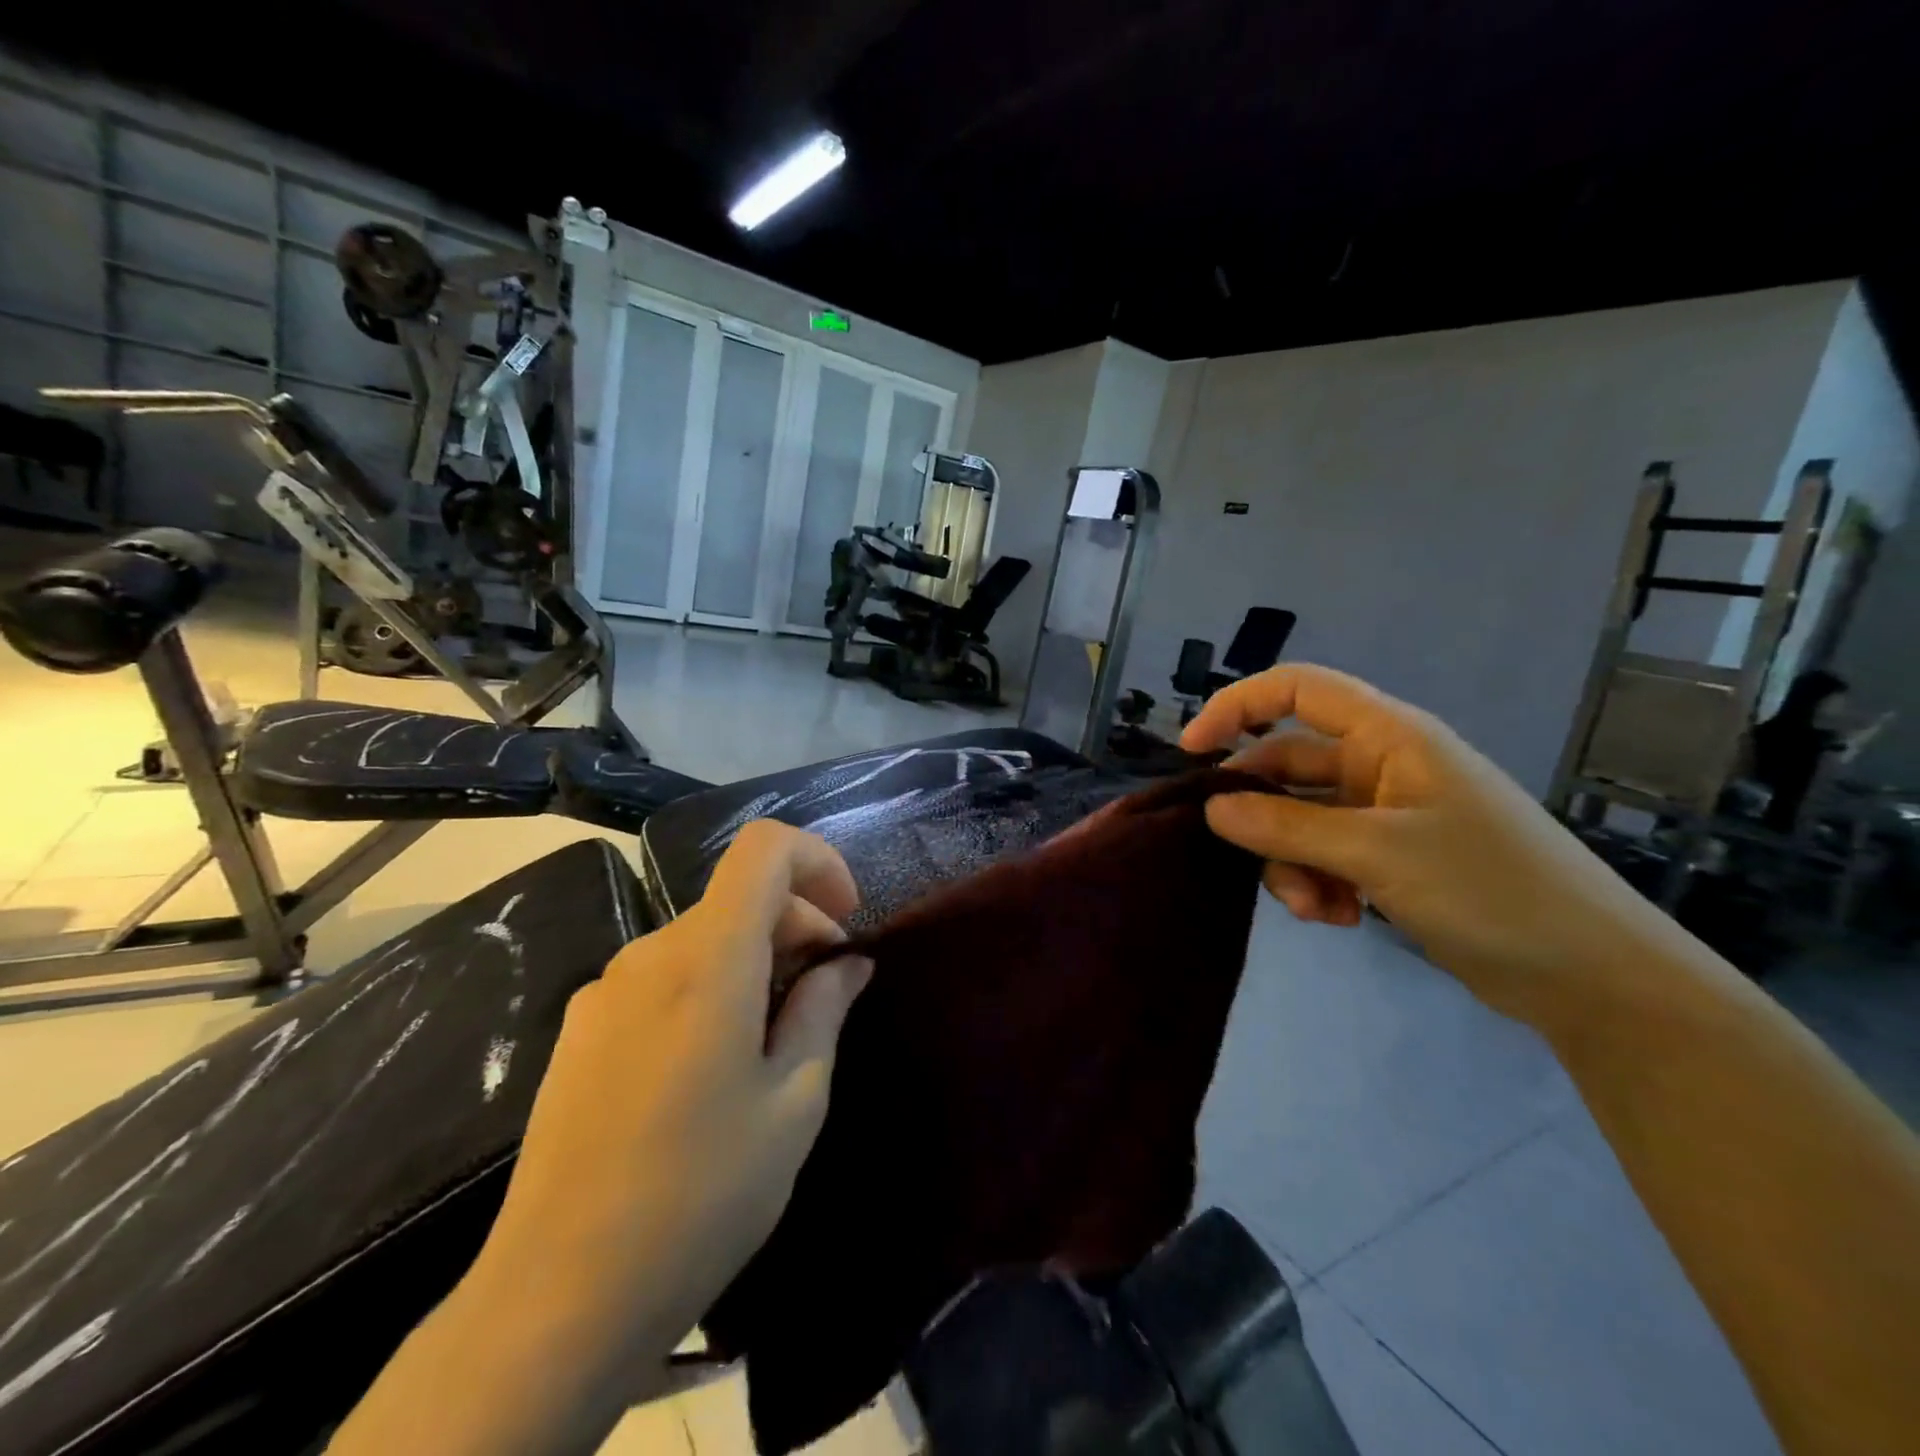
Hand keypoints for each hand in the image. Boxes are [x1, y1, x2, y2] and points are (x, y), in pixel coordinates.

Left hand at [473, 820, 872, 1387]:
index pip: (764, 848)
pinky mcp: (580, 1029)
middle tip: (828, 991)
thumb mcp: (793, 1103)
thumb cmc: (700, 1196)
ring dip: (755, 958)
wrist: (554, 1300)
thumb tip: (848, 963)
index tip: (846, 919)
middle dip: (797, 923)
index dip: (817, 860)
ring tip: (776, 1036)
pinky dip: (710, 985)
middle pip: (737, 896)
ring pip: (702, 936)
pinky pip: (664, 975)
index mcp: (707, 960)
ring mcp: (605, 990)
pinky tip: (715, 1063)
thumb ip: (824, 1010)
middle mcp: (649, 955)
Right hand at [1181, 664, 1687, 1029]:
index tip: (1193, 752)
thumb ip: (1286, 826)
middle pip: (1288, 765)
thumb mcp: (1377, 853)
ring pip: (1300, 819)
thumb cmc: (1490, 889)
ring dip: (1289, 861)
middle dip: (1261, 814)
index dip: (1236, 706)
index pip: (1296, 688)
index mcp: (1389, 736)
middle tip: (1241, 856)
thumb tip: (1213, 808)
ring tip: (1314, 908)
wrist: (1592, 975)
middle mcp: (1382, 764)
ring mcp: (1386, 813)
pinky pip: (1324, 855)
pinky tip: (1339, 919)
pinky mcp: (1390, 857)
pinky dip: (1317, 884)